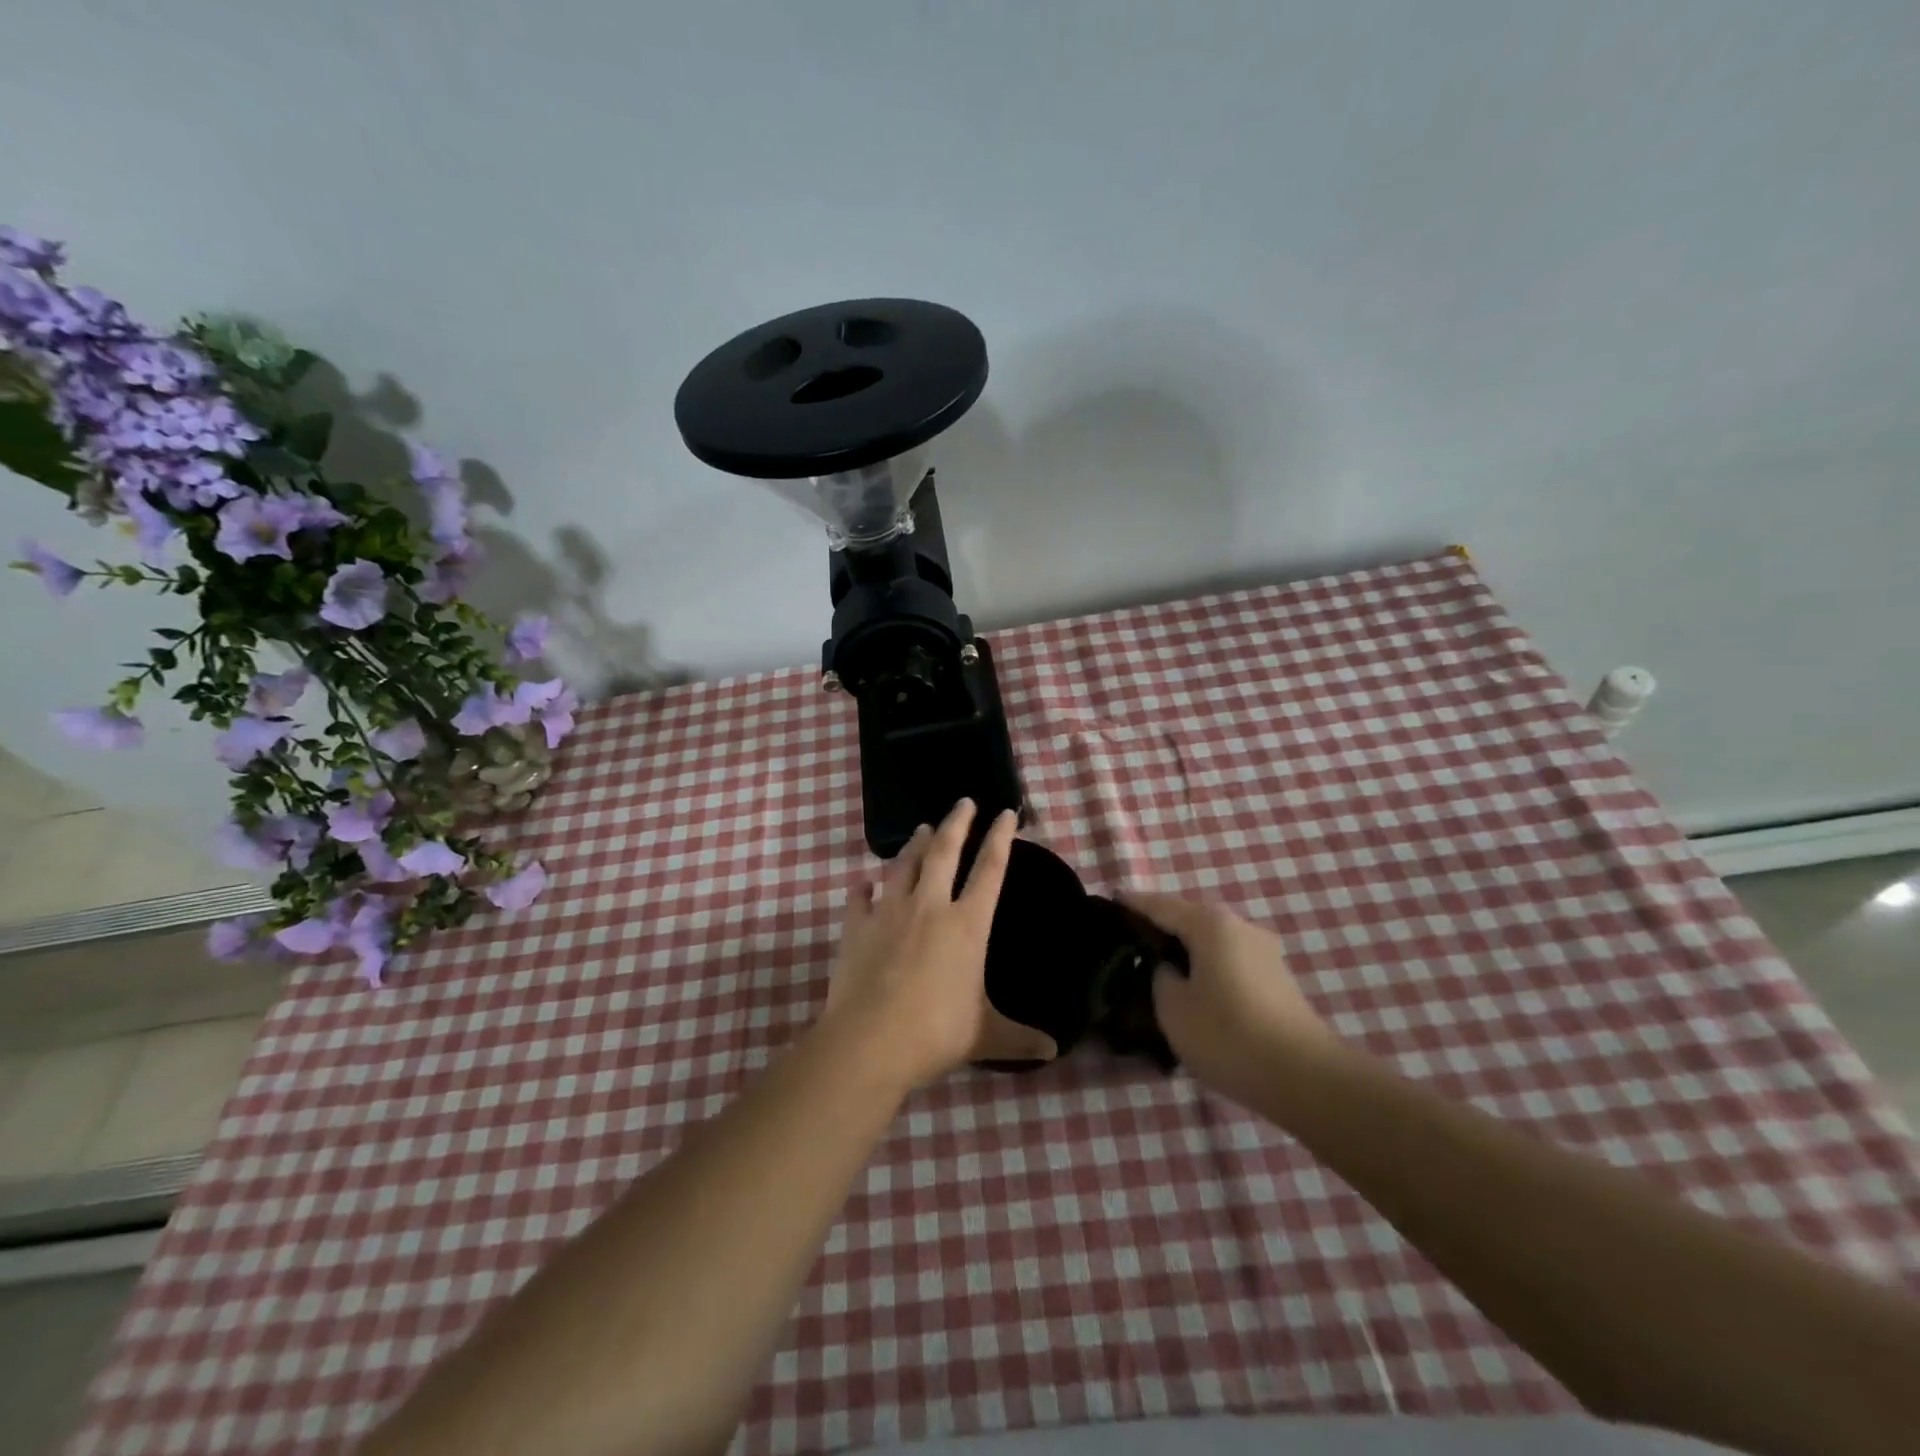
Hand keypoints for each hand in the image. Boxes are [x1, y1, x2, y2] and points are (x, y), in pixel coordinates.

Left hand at [822, 800, 1057, 1089]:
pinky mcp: (856, 927)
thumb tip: (1054, 1051)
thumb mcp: (985, 1036)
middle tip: (963, 801)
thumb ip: (1019, 1038)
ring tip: (922, 828)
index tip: (1005, 812)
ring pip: (904, 865)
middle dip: (956, 822)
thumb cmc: (934, 1033)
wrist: (868, 1042)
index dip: (1000, 837)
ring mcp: (889, 912)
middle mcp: (929, 906)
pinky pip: (859, 898)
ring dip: (914, 844)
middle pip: (944, 851)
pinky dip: (863, 889)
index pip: (990, 869)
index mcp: (966, 925)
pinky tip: (863, 883)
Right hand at [1121, 893, 1338, 1103]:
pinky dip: (1206, 968)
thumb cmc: (1228, 1035)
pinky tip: (1192, 990)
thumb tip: (1168, 968)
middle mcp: (1239, 926)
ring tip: (1156, 970)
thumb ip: (1159, 976)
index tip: (1109, 902)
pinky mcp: (1276, 979)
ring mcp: (1263, 951)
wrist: (1306, 1078)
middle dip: (1159, 928)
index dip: (1132, 904)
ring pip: (1210, 942)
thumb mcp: (1172, 1007)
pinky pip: (1228, 961)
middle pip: (1188, 919)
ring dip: (1184, 951)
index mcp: (1209, 924)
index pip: (1159, 905)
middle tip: (1127, 943)